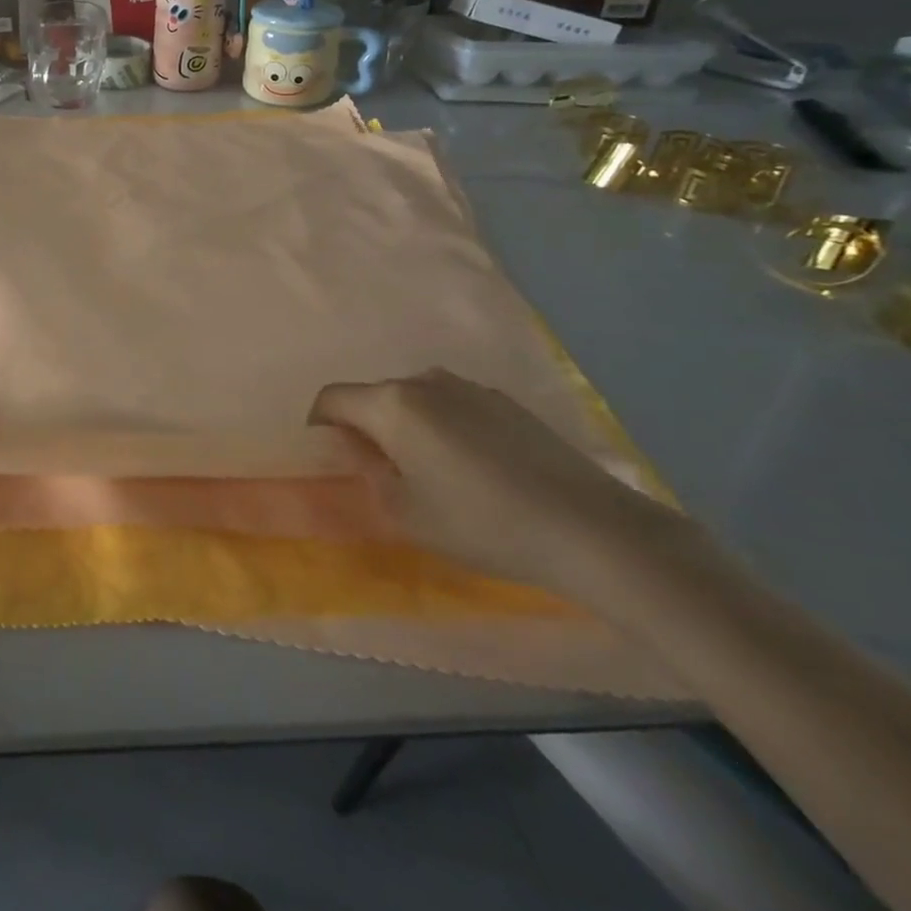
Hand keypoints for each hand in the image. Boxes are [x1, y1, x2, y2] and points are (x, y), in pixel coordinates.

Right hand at [310, 369, 682, 593]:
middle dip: (366, 428)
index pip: (332, 398)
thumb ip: (369, 475)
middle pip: (374, 397)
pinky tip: (475, 470)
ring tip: (430, 472)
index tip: (332, 459)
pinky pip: (454, 406)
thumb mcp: (406, 514)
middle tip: (381, 473)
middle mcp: (425, 382)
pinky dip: (445, 428)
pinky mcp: (506, 402)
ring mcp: (470, 387)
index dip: (320, 426)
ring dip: (407, 427)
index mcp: (392, 404)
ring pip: (416, 400)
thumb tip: (360, 453)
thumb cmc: (482, 523)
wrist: (590, 529)